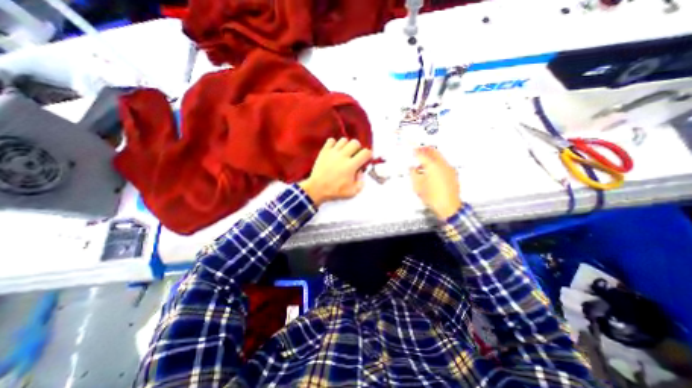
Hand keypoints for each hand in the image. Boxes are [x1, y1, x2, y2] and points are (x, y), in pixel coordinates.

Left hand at [299, 137, 373, 206]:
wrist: (317, 189)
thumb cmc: (335, 191)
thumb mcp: (353, 191)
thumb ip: (361, 181)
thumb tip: (361, 171)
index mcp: (351, 166)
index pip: (365, 153)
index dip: (368, 155)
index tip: (366, 158)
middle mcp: (343, 156)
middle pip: (355, 143)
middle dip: (358, 148)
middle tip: (355, 155)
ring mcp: (333, 152)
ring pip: (344, 140)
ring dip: (347, 145)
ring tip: (345, 153)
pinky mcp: (324, 151)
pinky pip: (331, 140)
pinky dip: (334, 144)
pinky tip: (335, 151)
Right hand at [407, 147, 461, 220]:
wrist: (449, 206)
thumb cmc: (433, 197)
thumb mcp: (417, 186)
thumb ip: (413, 174)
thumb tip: (412, 168)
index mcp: (432, 166)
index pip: (422, 154)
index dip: (416, 151)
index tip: (412, 151)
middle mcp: (442, 164)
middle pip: (433, 151)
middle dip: (425, 150)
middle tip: (419, 151)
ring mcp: (449, 168)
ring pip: (439, 156)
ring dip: (431, 156)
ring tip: (424, 161)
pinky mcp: (453, 173)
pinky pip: (443, 163)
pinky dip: (436, 162)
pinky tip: (432, 169)